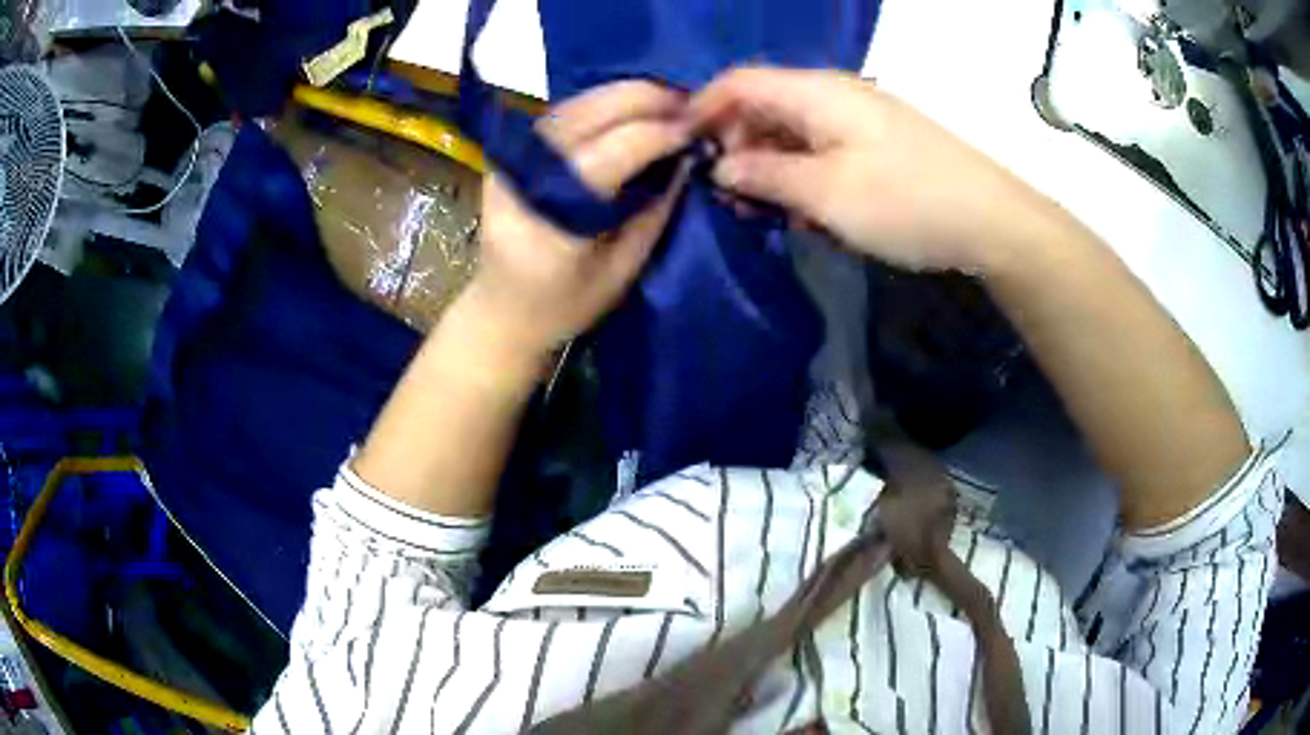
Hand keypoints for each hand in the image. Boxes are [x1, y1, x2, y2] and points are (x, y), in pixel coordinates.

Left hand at [464, 80, 690, 361]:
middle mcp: (520, 177)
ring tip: (670, 102)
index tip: (697, 131)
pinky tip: (635, 106)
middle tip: (691, 105)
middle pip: (586, 114)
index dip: (656, 134)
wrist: (501, 312)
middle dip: (645, 100)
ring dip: (627, 94)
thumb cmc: (563, 306)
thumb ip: (655, 213)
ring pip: (575, 104)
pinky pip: (565, 113)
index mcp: (546, 220)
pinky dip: (605, 102)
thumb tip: (687, 159)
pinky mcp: (512, 153)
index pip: (606, 155)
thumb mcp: (621, 273)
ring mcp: (510, 159)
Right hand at [691, 67, 1049, 272]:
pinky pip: (823, 149)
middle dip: (736, 145)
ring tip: (765, 211)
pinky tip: (807, 210)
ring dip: (770, 166)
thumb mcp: (826, 193)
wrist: (991, 222)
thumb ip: (765, 174)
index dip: (703, 109)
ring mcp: (859, 120)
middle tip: (728, 196)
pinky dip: (803, 175)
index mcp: (815, 93)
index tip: (681, 150)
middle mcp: (833, 96)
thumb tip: (722, 166)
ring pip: (793, 131)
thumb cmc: (906, 202)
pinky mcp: (877, 145)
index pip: (739, 82)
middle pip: (764, 105)